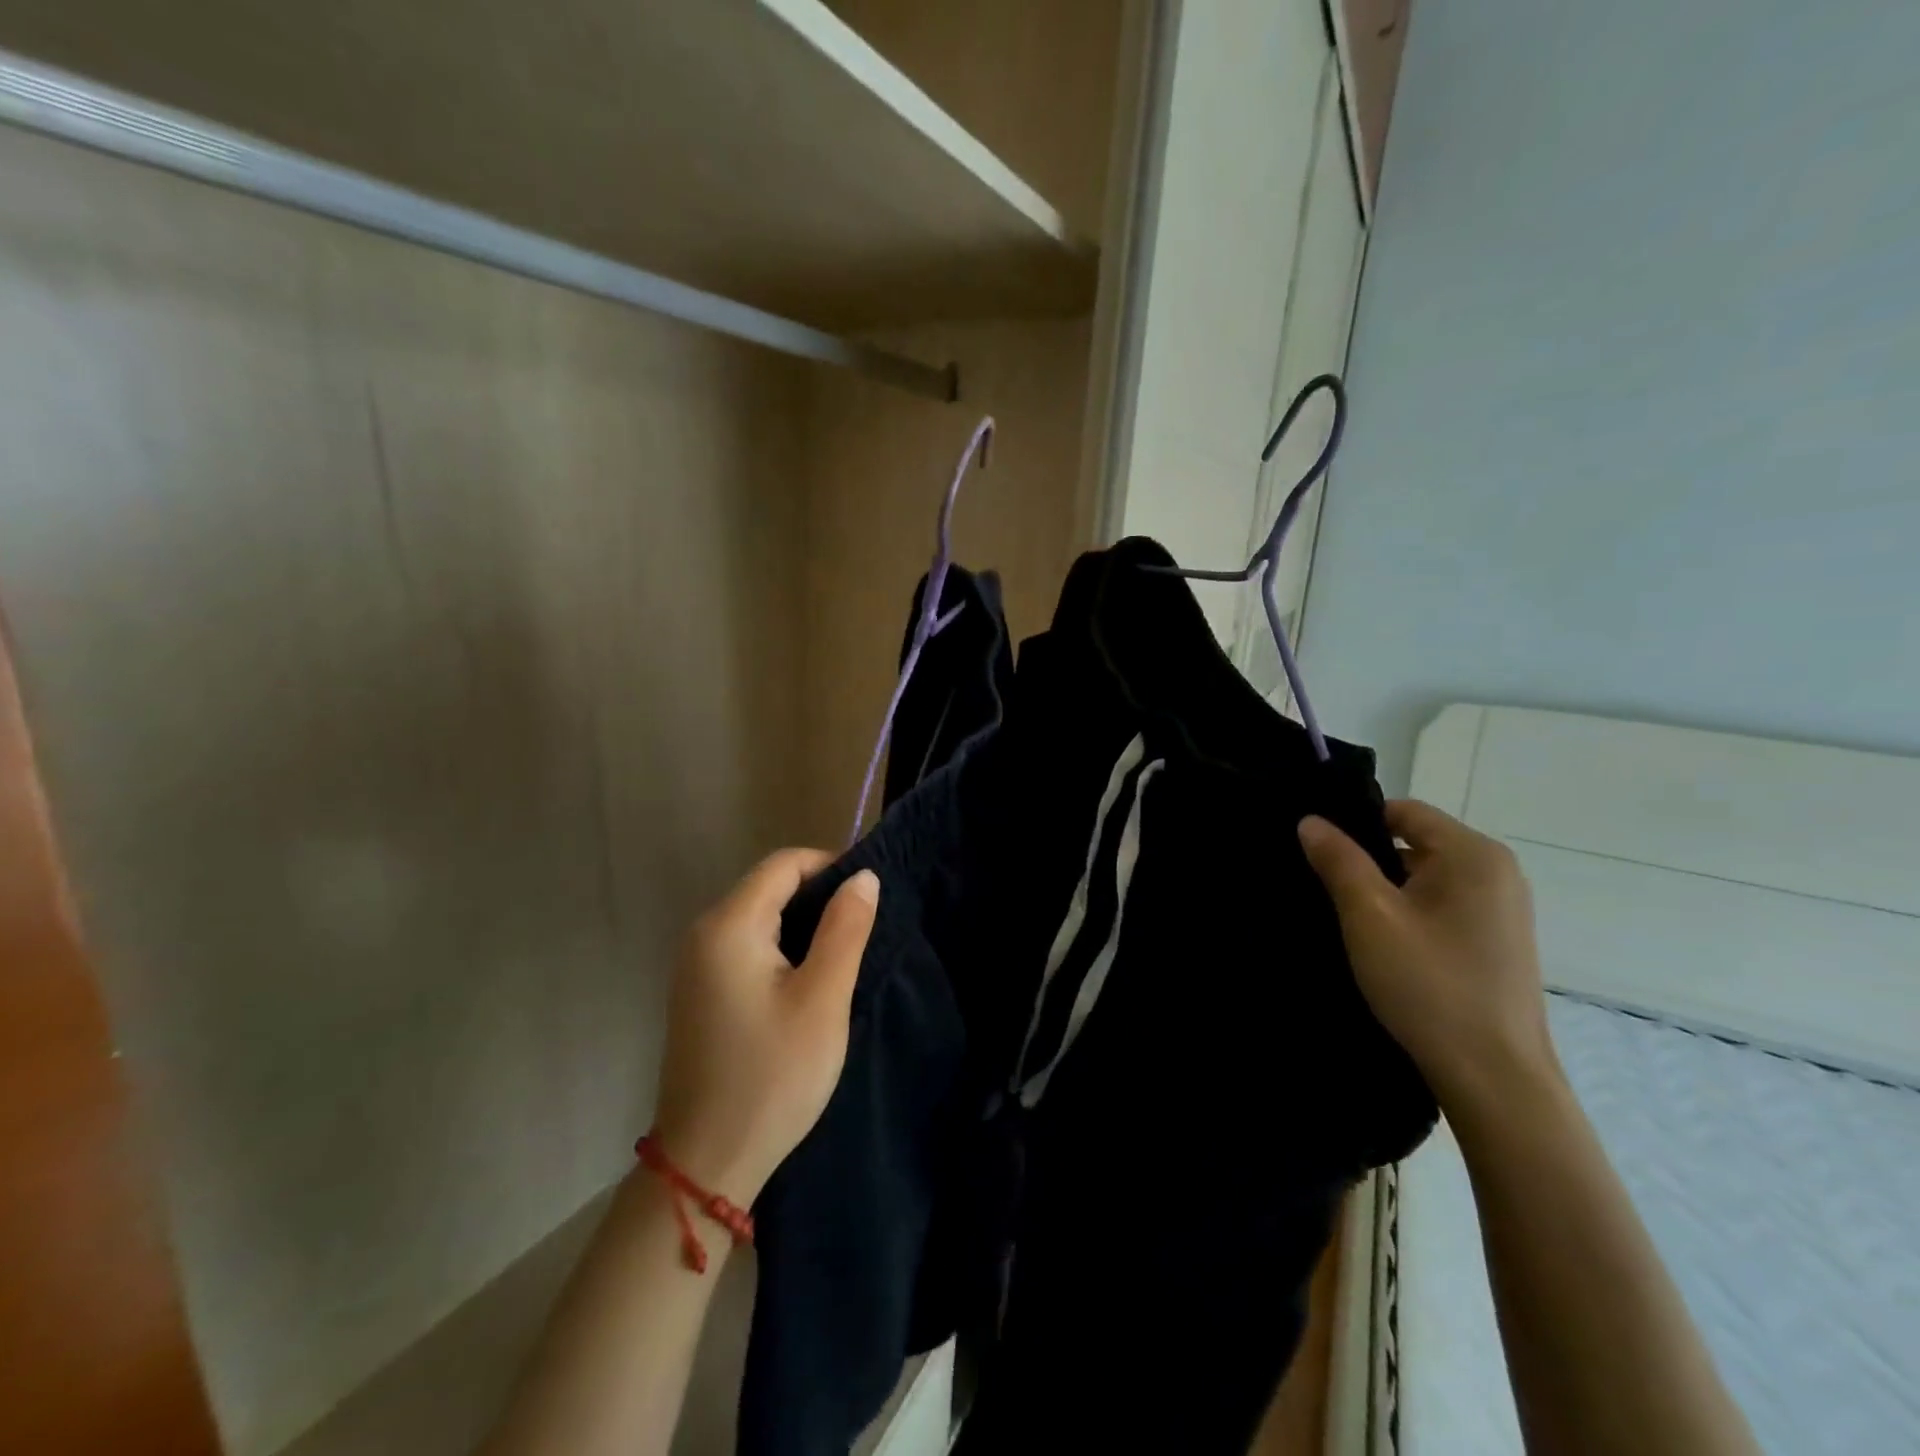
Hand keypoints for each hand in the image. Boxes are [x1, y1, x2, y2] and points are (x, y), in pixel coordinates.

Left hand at [651, 850, 879, 1204]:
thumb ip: (845, 928)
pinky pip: (745, 946)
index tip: (869, 896)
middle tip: (862, 930)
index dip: (830, 866)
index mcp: (729, 925)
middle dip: (818, 896)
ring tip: (842, 955)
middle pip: (768, 886)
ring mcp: (695, 965)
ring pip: (758, 917)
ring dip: (802, 924)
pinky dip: (780, 948)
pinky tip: (805, 981)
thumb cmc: (772, 1076)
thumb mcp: (823, 999)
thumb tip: (863, 875)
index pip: (784, 864)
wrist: (706, 1163)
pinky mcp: (699, 992)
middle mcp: (703, 933)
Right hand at [1298, 800, 1560, 1122]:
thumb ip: (1338, 860)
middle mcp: (1497, 871)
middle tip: (1327, 889)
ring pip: (1426, 877)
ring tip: (1351, 921)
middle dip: (1369, 861)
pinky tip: (1385, 945)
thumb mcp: (1369, 916)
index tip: (1318, 853)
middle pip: (1415, 842)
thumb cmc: (1429, 985)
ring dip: (1388, 891)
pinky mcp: (1498, 940)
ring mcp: (1503, 908)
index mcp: (1473, 854)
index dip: (1355, 825)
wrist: (1494, 1078)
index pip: (1402, 811)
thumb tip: (1310, 821)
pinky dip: (1410, 913)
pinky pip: (1443, 905)